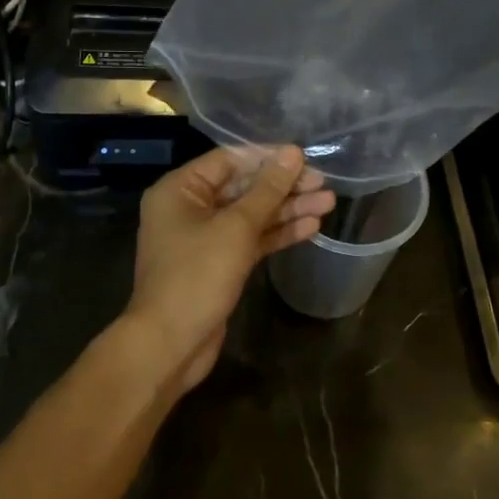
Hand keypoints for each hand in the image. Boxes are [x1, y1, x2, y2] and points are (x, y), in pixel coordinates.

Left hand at [120, 145, 334, 394]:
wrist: (170, 344)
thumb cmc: (196, 275)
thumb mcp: (236, 227)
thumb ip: (267, 190)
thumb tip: (293, 154)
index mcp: (180, 190)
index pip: (229, 160)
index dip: (268, 157)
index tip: (305, 158)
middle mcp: (189, 209)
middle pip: (243, 188)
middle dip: (284, 186)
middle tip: (324, 184)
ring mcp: (204, 238)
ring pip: (251, 216)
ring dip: (287, 209)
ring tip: (329, 203)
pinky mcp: (219, 264)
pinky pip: (251, 240)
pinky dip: (278, 233)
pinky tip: (311, 228)